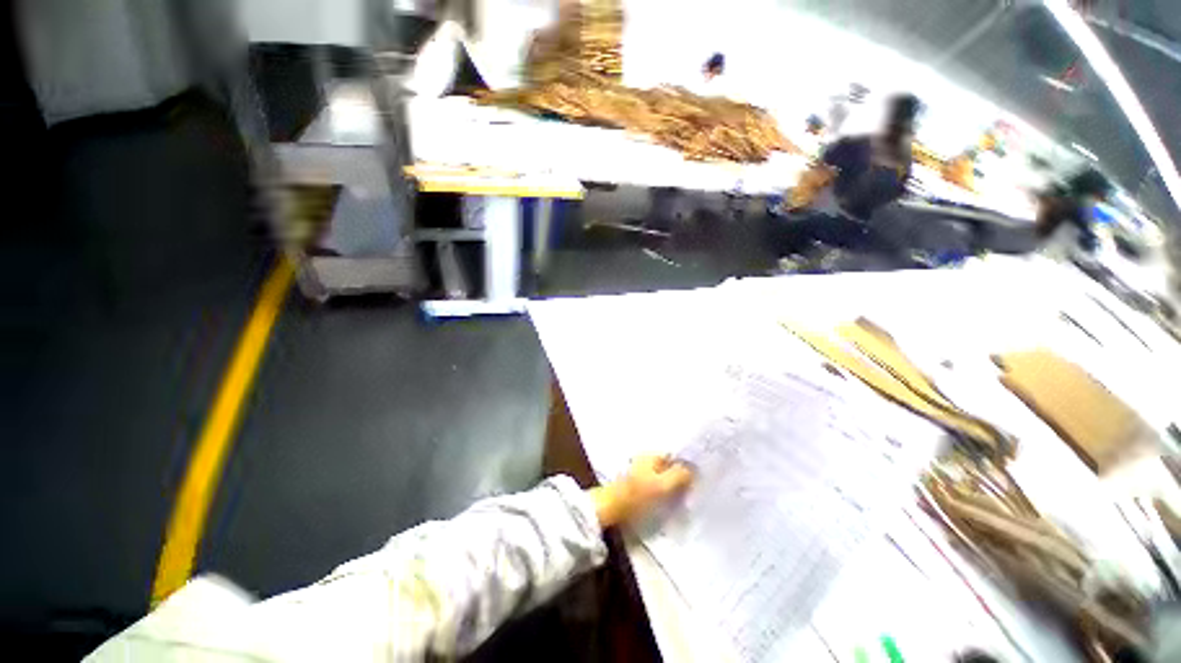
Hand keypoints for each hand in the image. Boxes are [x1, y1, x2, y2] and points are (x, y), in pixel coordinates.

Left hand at [589, 455, 693, 528]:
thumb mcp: (662, 486)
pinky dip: (662, 490)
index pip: (673, 456)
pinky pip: (654, 484)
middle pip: (667, 465)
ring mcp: (638, 471)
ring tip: (682, 497)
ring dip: (671, 485)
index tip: (698, 478)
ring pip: (661, 475)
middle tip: (692, 490)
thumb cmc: (637, 495)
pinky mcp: (635, 485)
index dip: (686, 465)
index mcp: (651, 455)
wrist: (610, 508)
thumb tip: (692, 469)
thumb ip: (678, 476)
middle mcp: (644, 459)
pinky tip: (667, 501)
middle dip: (679, 476)